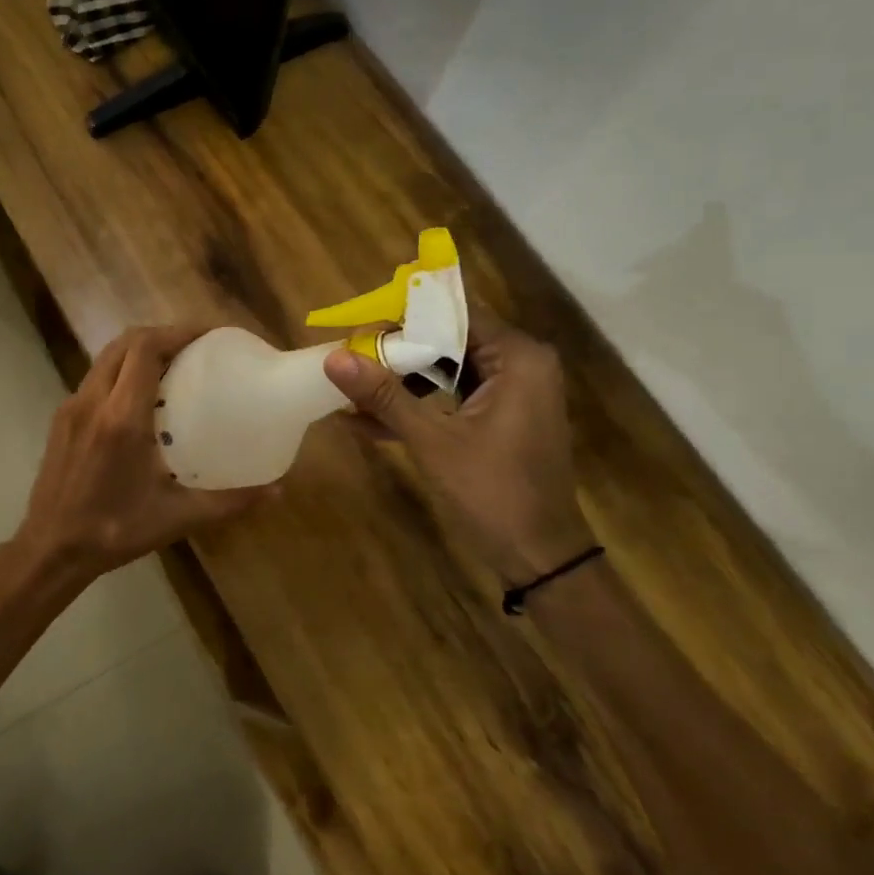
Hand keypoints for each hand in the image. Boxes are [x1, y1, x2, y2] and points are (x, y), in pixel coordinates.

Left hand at [14, 326, 270, 583]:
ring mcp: (71, 407)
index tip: (208, 336)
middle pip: (125, 342)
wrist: (50, 549)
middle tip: (195, 348)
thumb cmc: (114, 531)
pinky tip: (141, 398)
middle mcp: (93, 401)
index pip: (145, 348)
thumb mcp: (177, 517)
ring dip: (138, 351)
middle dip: (161, 335)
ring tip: (173, 366)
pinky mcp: (61, 418)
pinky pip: (95, 379)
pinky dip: (121, 371)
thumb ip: (228, 502)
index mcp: (121, 417)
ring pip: (106, 357)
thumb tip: (277, 491)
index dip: (177, 332)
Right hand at [324, 303, 594, 585]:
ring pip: (444, 370)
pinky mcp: (499, 418)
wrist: (540, 559)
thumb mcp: (432, 441)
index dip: (402, 317)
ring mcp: (511, 393)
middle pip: (446, 340)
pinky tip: (367, 421)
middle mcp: (520, 365)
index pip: (453, 314)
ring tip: (350, 392)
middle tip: (347, 358)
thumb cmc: (493, 493)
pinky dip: (417, 406)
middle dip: (395, 353)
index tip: (357, 327)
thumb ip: (384, 395)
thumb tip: (333, 357)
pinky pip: (450, 397)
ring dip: (400, 383)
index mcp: (517, 358)